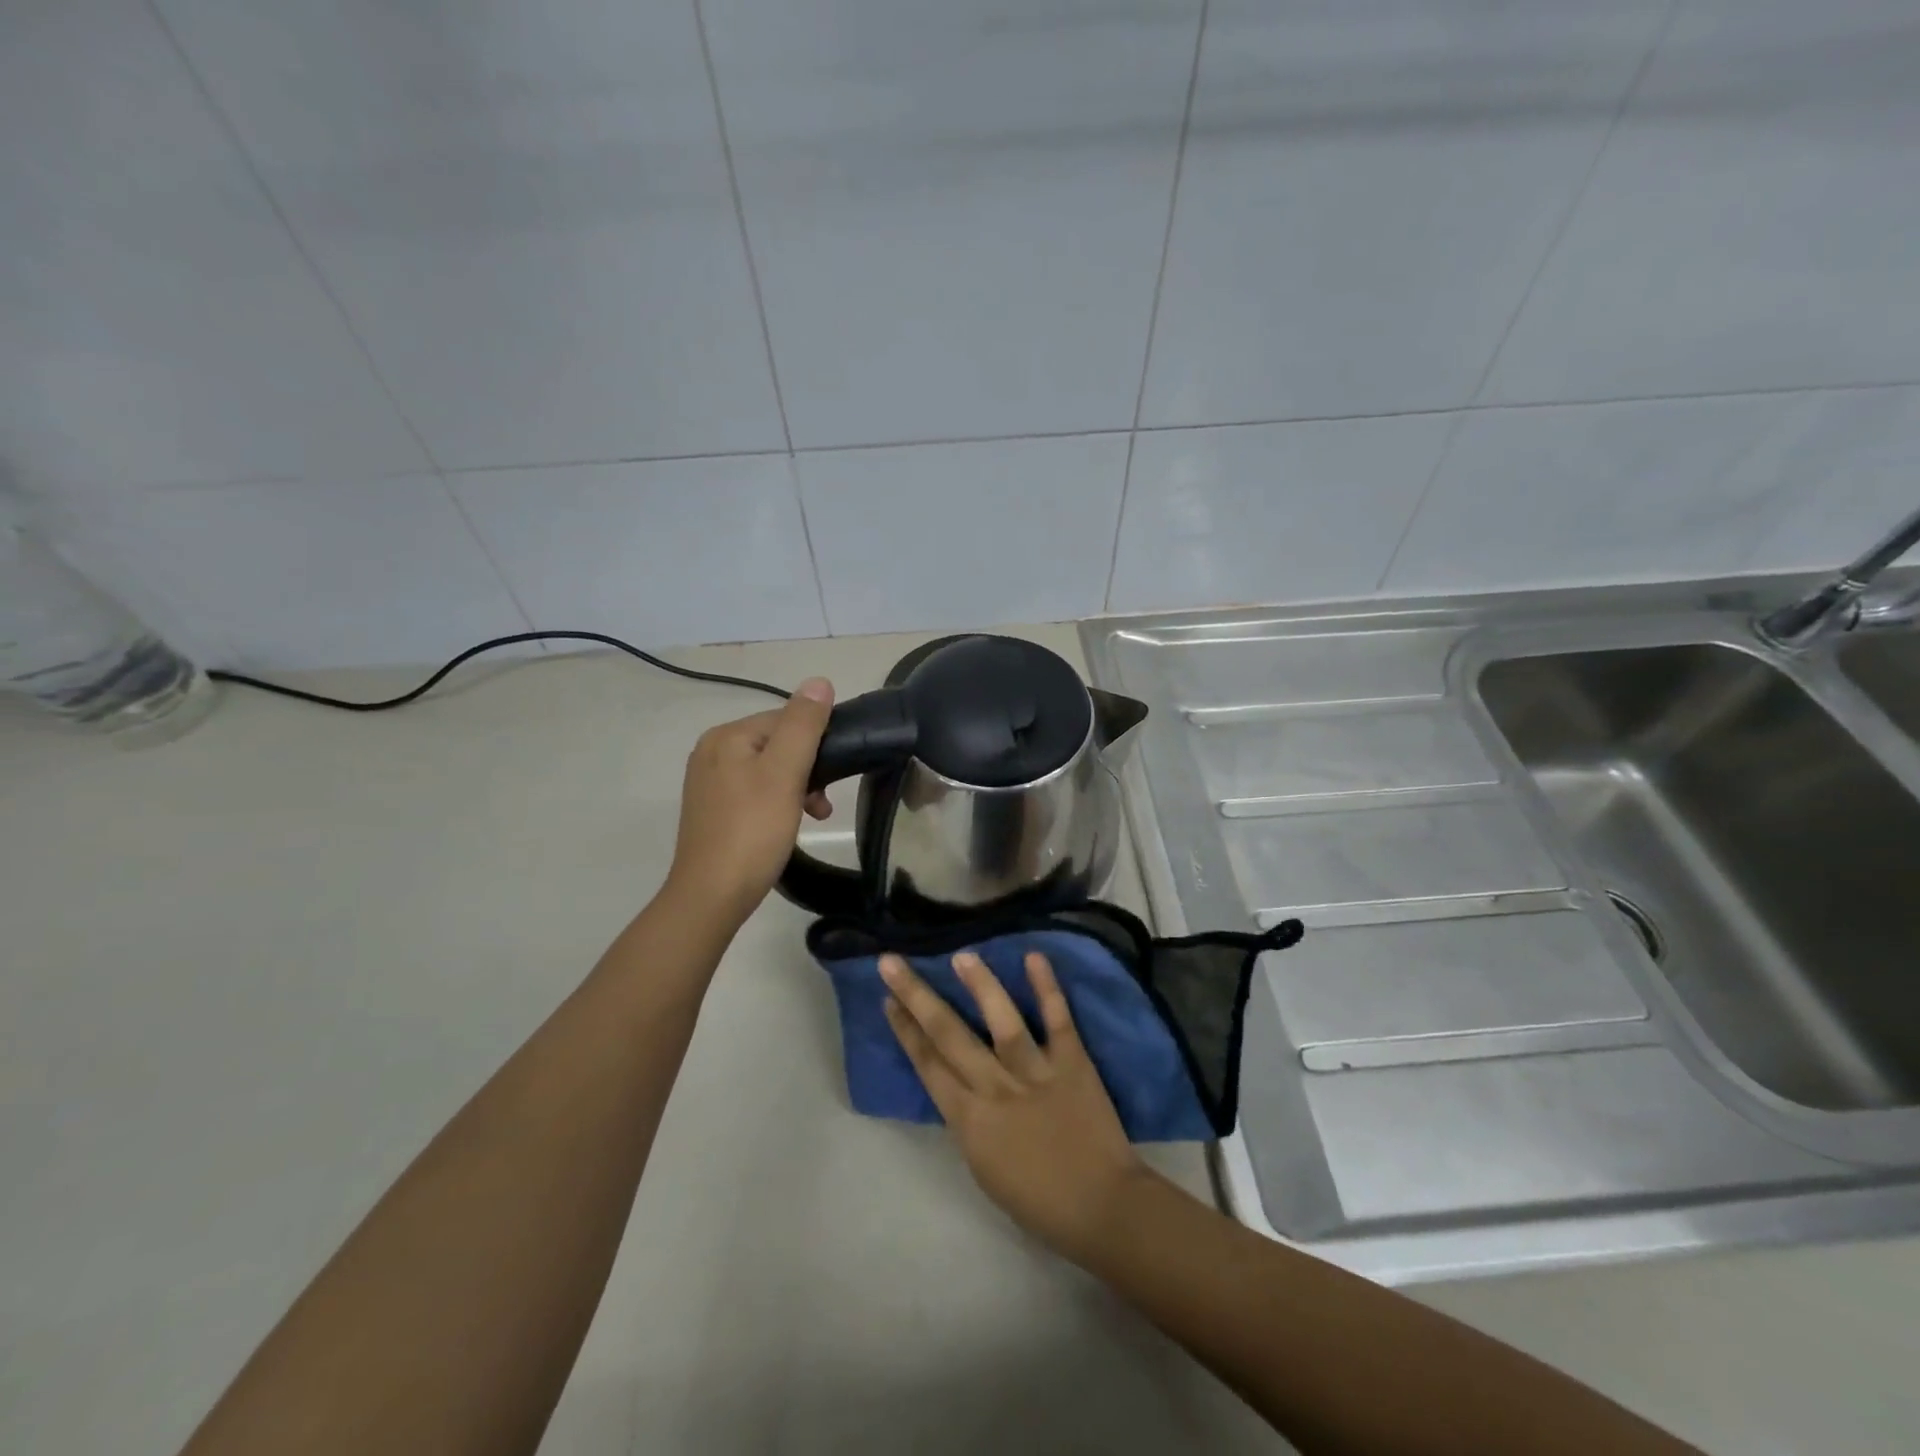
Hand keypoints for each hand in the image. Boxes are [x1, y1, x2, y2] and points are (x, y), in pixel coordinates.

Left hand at [666, 679, 833, 925]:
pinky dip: (778, 803)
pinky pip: (755, 791)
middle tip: (823, 805)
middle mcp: (711, 752)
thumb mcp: (785, 773)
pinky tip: (788, 825)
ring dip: (797, 788)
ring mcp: (709, 782)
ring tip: (814, 816)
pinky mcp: (713, 810)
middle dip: (808, 769)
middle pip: (777, 744)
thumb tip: (819, 681)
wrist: (712, 896)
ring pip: (769, 769)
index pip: (785, 719)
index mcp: (726, 736)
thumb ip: (803, 725)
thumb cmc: (753, 831)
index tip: (834, 776)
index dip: (816, 743)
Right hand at [881, 950, 1150, 1263]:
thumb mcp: (983, 1167)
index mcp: (970, 1121)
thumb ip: (968, 1119)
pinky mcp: (1073, 1063)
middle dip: (917, 997)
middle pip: (949, 1036)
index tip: (888, 1000)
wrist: (1102, 1209)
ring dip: (980, 985)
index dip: (905, 1031)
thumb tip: (957, 1081)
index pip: (928, 1065)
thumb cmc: (1038, 1199)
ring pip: (1002, 1021)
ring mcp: (1035, 1072)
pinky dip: (1047, 988)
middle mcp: (996, 1089)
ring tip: (961, 955)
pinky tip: (1034, 956)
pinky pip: (1057, 1020)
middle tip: (892, 963)